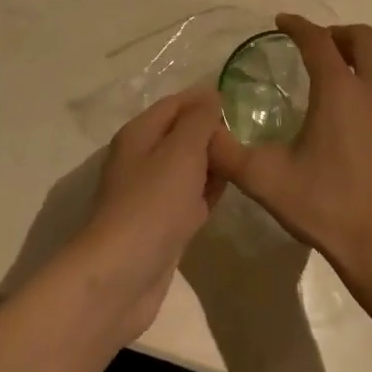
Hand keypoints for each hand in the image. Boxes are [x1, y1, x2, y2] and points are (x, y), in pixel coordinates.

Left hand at [73, 86, 225, 340]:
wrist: (122, 276)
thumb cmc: (153, 203)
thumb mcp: (181, 151)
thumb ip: (199, 121)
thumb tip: (210, 96)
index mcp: (140, 134)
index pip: (175, 104)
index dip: (204, 99)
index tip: (240, 100)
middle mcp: (142, 159)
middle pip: (181, 135)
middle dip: (212, 132)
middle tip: (250, 133)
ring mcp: (151, 194)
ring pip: (188, 168)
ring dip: (213, 163)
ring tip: (247, 157)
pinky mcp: (162, 225)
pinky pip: (189, 198)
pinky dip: (207, 192)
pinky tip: (231, 191)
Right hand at [208, 16, 371, 305]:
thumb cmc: (327, 208)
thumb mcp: (265, 180)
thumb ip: (226, 152)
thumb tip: (201, 130)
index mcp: (338, 89)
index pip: (316, 40)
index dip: (297, 25)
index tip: (282, 22)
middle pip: (362, 36)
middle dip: (336, 33)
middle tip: (318, 46)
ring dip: (371, 48)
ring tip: (352, 64)